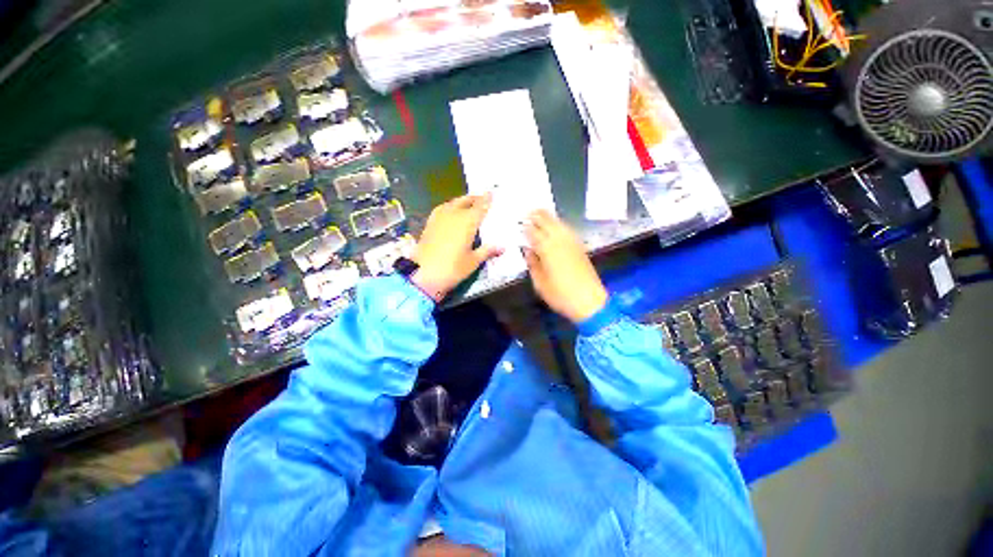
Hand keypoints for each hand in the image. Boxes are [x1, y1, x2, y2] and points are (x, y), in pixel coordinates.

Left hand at [411, 193, 501, 300]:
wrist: (423, 274)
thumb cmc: (453, 268)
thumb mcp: (473, 261)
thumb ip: (487, 251)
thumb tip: (502, 247)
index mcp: (468, 222)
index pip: (480, 207)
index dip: (487, 199)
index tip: (492, 192)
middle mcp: (454, 215)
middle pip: (466, 201)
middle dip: (475, 198)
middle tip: (482, 197)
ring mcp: (439, 218)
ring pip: (453, 203)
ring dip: (462, 201)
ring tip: (468, 203)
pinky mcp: (429, 224)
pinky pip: (442, 209)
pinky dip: (450, 207)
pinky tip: (450, 212)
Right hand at [524, 210, 607, 323]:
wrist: (590, 302)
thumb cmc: (560, 295)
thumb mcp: (539, 283)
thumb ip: (532, 264)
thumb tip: (527, 250)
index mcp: (547, 249)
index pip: (533, 232)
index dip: (525, 226)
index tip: (518, 222)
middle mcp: (560, 241)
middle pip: (547, 222)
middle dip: (536, 215)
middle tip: (527, 211)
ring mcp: (572, 242)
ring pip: (558, 223)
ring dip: (548, 217)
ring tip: (539, 212)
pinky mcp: (580, 247)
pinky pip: (567, 229)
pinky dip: (559, 224)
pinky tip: (556, 226)